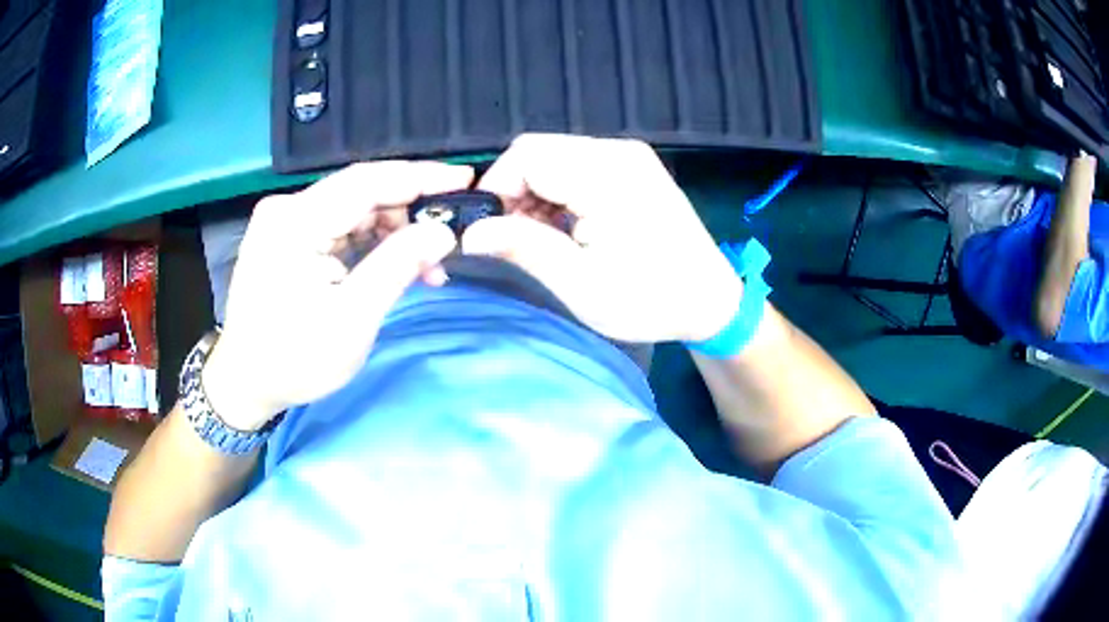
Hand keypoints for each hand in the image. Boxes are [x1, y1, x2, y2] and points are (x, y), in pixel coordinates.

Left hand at [202, 161, 473, 429]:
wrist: (245, 382)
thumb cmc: (294, 359)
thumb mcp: (352, 319)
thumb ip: (398, 266)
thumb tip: (443, 233)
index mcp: (296, 222)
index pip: (367, 181)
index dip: (421, 177)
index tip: (465, 180)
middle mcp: (287, 209)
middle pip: (361, 193)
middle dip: (409, 215)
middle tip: (448, 242)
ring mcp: (285, 221)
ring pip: (354, 210)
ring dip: (393, 233)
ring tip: (427, 268)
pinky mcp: (288, 237)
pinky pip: (339, 227)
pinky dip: (370, 244)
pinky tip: (394, 266)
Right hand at [462, 134, 741, 343]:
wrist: (709, 301)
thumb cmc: (650, 299)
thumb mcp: (580, 284)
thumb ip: (522, 248)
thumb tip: (470, 232)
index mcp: (607, 175)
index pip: (526, 156)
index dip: (496, 189)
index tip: (489, 231)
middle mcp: (618, 151)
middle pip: (537, 151)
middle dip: (513, 190)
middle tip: (513, 238)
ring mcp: (628, 156)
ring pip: (554, 156)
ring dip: (533, 192)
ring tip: (540, 237)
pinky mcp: (633, 166)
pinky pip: (576, 164)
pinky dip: (557, 191)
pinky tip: (563, 225)